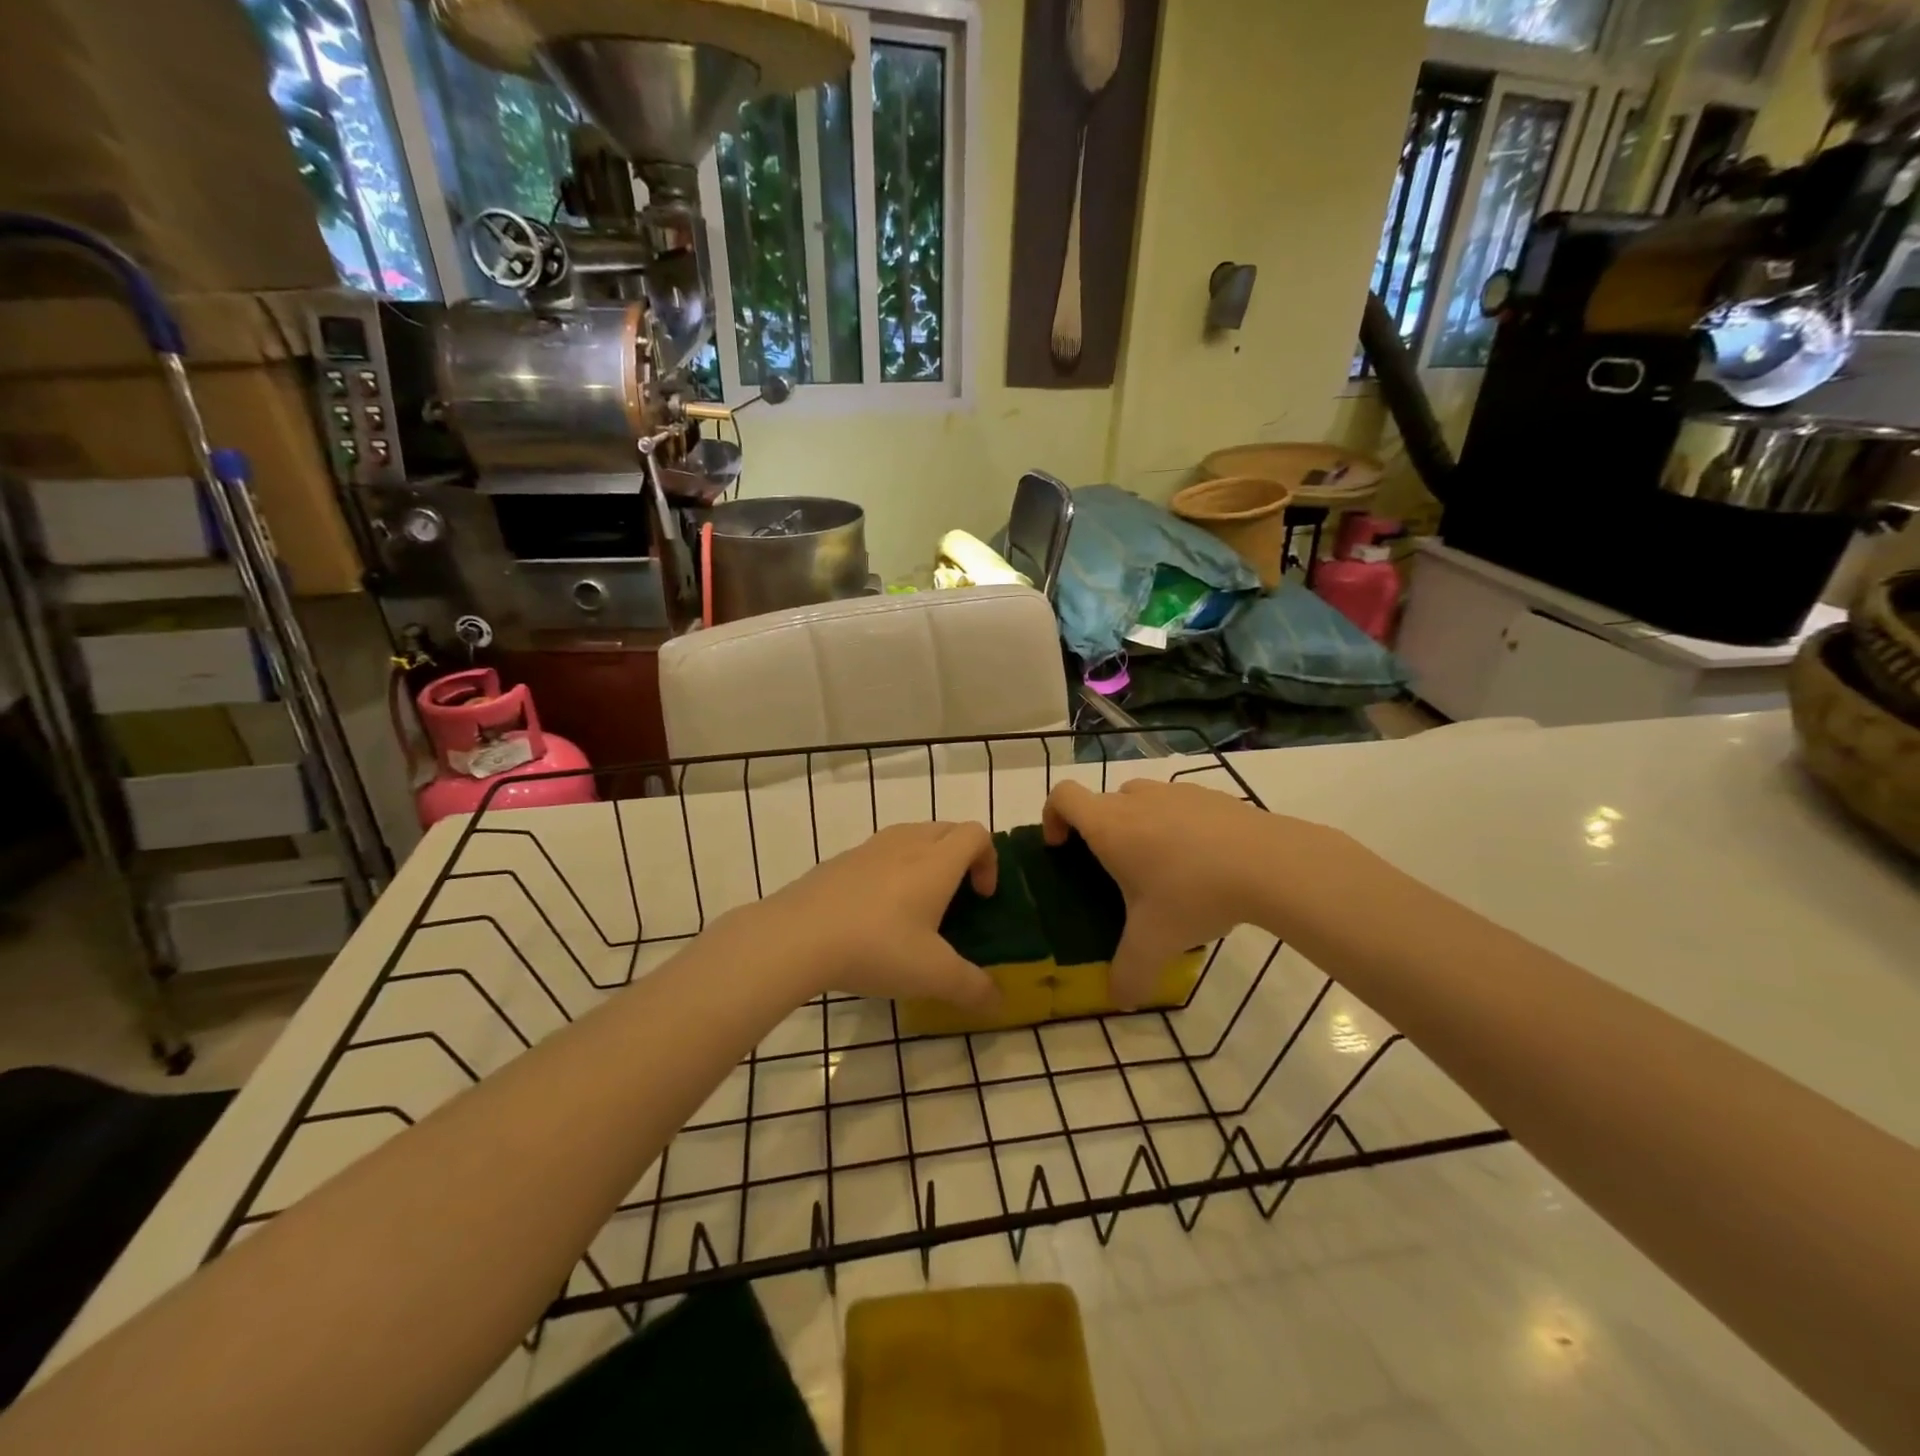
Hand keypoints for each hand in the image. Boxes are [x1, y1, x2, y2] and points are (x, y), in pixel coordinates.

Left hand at [744, 821, 1002, 1011]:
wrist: (796, 936)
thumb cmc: (876, 947)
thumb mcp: (932, 975)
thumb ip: (972, 988)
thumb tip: (998, 1001)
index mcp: (936, 862)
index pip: (976, 834)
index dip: (989, 860)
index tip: (982, 897)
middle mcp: (906, 844)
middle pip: (946, 829)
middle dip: (961, 856)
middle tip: (956, 898)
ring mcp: (868, 849)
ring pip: (910, 836)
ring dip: (925, 859)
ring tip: (916, 904)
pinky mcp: (839, 861)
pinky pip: (878, 853)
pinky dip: (890, 870)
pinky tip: (874, 914)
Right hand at [1043, 778, 1362, 1006]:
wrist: (1270, 863)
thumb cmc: (1194, 893)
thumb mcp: (1155, 943)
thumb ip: (1129, 973)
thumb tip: (1120, 999)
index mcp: (1109, 825)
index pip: (1062, 796)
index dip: (1052, 816)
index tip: (1062, 848)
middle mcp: (1136, 800)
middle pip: (1101, 803)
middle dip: (1099, 833)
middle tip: (1116, 874)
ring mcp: (1176, 791)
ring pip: (1140, 801)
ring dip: (1138, 826)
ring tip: (1162, 869)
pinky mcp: (1210, 795)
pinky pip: (1178, 805)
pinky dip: (1177, 826)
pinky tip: (1203, 863)